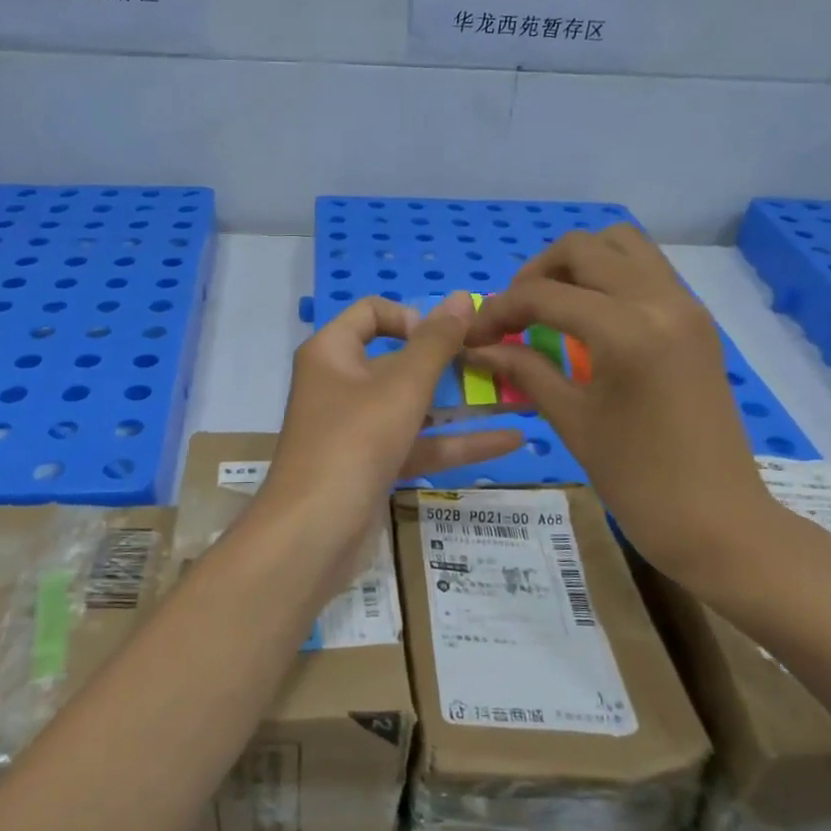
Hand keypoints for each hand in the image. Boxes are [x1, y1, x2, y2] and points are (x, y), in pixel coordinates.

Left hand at [258, 292, 522, 577]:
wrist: (313, 534)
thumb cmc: (354, 442)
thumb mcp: (402, 387)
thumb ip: (436, 343)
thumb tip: (462, 296)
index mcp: (332, 353)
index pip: (372, 313)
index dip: (413, 317)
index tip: (447, 338)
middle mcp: (340, 384)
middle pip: (398, 360)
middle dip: (448, 363)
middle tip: (496, 363)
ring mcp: (356, 429)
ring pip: (413, 407)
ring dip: (461, 404)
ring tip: (517, 398)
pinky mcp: (372, 466)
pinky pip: (417, 444)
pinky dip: (456, 443)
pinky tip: (509, 441)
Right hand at [463, 225, 796, 607]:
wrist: (718, 521)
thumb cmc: (638, 480)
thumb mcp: (572, 420)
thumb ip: (524, 370)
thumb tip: (478, 348)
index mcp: (627, 330)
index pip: (545, 294)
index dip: (499, 310)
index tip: (475, 336)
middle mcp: (661, 300)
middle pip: (584, 248)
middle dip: (536, 273)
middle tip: (514, 314)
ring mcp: (686, 306)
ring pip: (623, 244)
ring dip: (578, 264)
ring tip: (551, 306)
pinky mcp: (697, 320)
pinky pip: (646, 270)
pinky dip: (609, 277)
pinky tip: (588, 320)